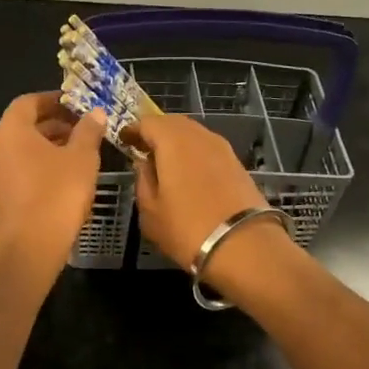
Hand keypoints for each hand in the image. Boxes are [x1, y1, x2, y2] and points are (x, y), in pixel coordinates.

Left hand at [0, 93, 107, 279]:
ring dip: (49, 148)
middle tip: (82, 130)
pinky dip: (41, 168)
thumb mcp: (82, 158)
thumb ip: (88, 131)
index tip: (76, 105)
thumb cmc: (57, 193)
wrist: (29, 247)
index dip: (53, 100)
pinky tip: (65, 181)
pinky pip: (21, 173)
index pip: (28, 102)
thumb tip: (95, 113)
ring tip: (79, 154)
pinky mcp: (0, 199)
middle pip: (24, 127)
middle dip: (54, 125)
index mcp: (11, 131)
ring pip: (23, 152)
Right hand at [129, 112, 294, 282]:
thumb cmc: (187, 229)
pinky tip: (189, 173)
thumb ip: (143, 180)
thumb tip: (143, 163)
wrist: (244, 245)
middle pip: (173, 123)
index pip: (148, 123)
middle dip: (156, 132)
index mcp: (173, 141)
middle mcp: (199, 136)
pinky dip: (194, 153)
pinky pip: (208, 148)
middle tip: (143, 149)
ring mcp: (222, 148)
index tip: (123, 140)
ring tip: (165, 162)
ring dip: (176, 142)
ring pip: (193, 134)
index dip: (133, 129)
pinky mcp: (237, 163)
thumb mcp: (150, 211)